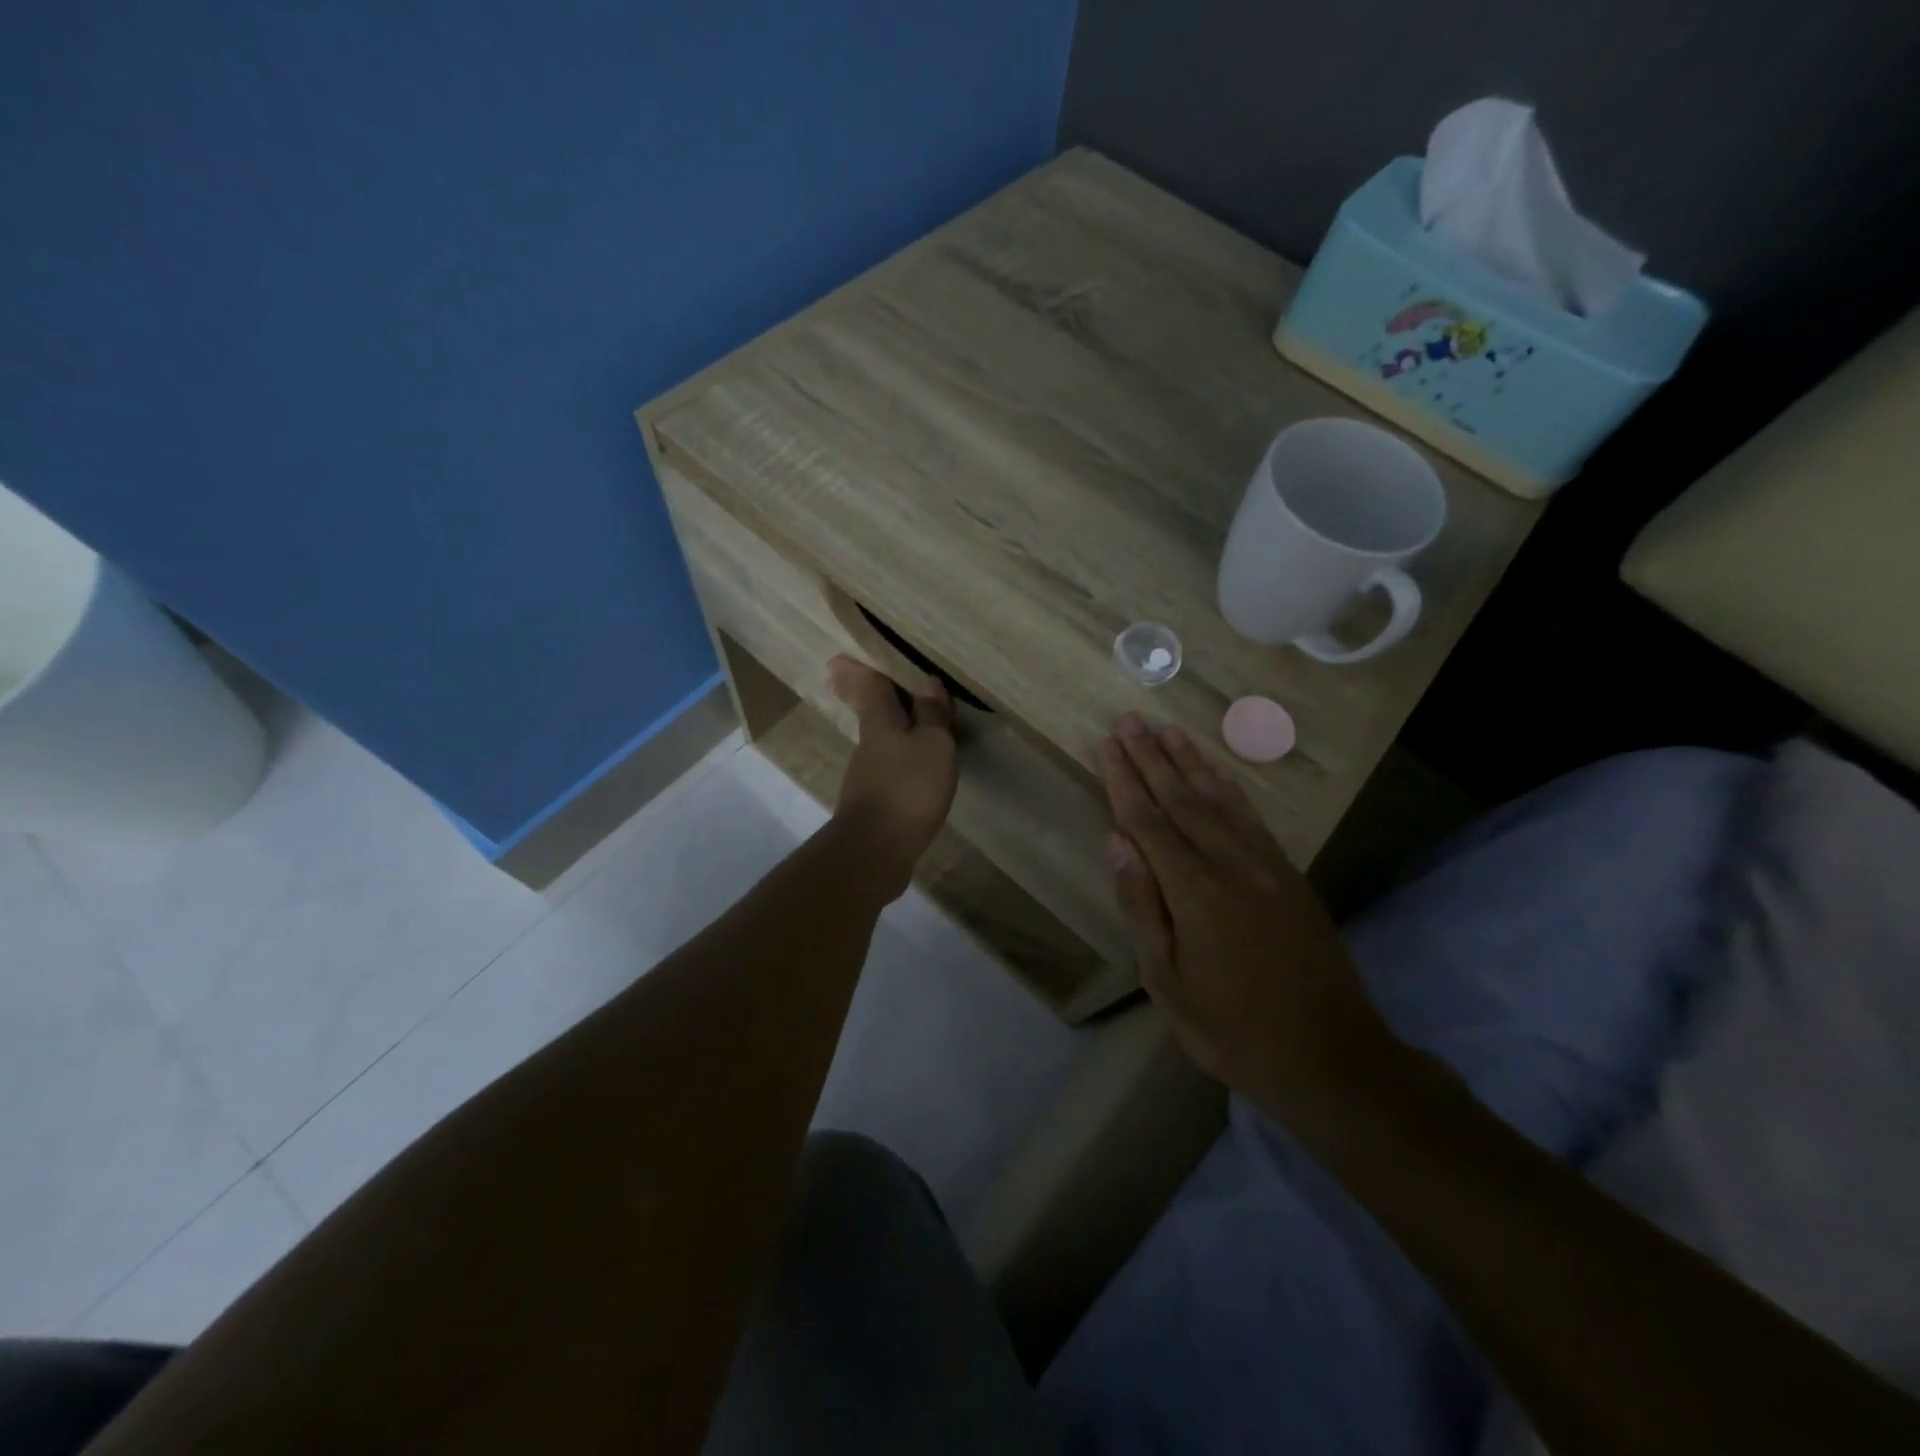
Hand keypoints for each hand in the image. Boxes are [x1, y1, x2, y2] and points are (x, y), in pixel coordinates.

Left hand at [828, 655, 958, 899]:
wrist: (876, 851)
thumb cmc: (908, 788)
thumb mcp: (933, 745)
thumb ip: (932, 714)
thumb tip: (928, 681)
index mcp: (880, 723)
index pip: (869, 687)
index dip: (860, 670)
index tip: (840, 657)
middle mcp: (868, 745)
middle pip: (869, 713)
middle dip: (867, 697)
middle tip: (859, 680)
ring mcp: (866, 777)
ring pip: (879, 742)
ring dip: (888, 729)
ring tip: (907, 722)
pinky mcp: (873, 805)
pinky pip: (888, 770)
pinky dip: (897, 759)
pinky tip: (911, 768)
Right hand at [1100, 713, 1399, 1112]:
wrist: (1332, 1058)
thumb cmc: (1234, 1031)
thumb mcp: (1168, 983)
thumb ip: (1143, 907)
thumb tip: (1117, 843)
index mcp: (1196, 892)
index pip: (1149, 821)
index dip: (1124, 780)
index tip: (1107, 743)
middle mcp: (1231, 864)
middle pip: (1183, 798)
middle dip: (1152, 757)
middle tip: (1130, 720)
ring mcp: (1266, 866)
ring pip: (1219, 799)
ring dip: (1190, 761)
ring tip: (1167, 730)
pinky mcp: (1289, 874)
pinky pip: (1251, 816)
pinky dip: (1228, 786)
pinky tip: (1215, 773)